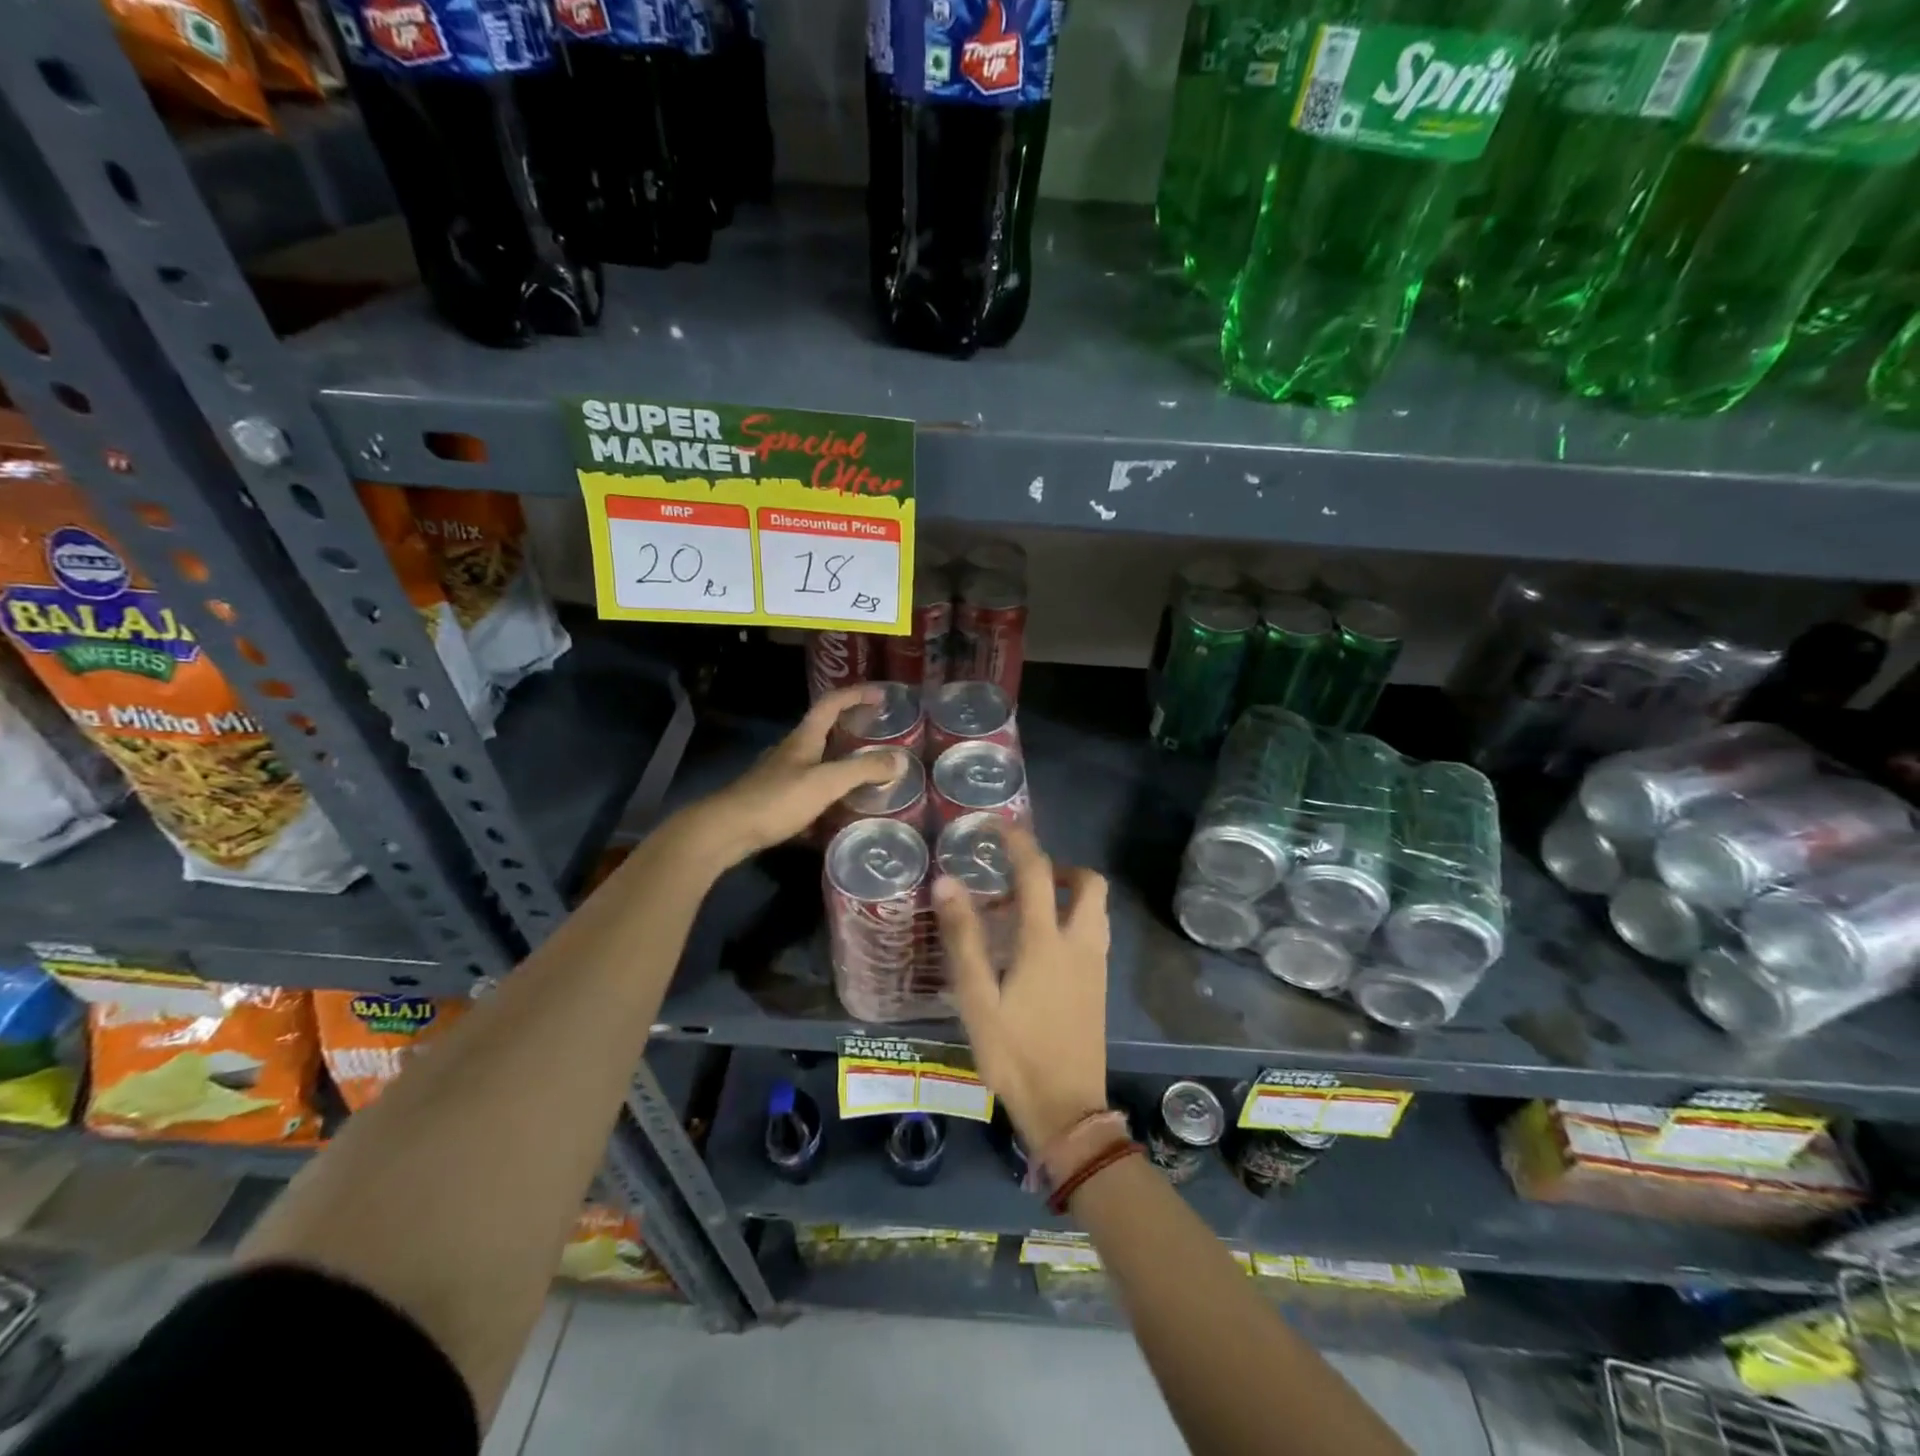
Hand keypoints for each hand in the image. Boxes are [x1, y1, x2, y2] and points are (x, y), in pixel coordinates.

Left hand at [677, 685, 907, 867]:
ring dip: (842, 761)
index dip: (856, 695)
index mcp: (804, 739)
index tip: (882, 696)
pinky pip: (810, 787)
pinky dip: (830, 791)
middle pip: (825, 730)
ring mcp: (781, 775)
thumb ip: (862, 770)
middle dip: (853, 728)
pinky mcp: (776, 799)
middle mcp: (792, 751)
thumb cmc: (776, 800)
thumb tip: (901, 760)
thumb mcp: (825, 782)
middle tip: (881, 736)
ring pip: (818, 760)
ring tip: (868, 773)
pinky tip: (841, 809)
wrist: (726, 831)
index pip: (831, 704)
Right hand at [933, 826, 1110, 1150]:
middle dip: (1060, 867)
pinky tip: (1042, 949)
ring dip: (1069, 894)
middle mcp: (1080, 944)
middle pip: (1089, 883)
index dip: (1019, 842)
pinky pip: (1094, 933)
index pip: (1037, 873)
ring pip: (1096, 908)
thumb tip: (947, 882)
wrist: (1066, 1110)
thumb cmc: (1015, 1053)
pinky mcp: (1100, 986)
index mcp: (1047, 941)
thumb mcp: (977, 998)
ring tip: (1028, 911)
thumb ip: (964, 938)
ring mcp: (1096, 966)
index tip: (999, 825)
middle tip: (1024, 878)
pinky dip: (1073, 920)